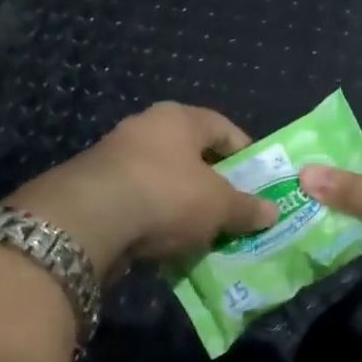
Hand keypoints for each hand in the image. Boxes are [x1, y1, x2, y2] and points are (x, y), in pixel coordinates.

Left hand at [8, 103, 277, 276]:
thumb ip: (246, 208)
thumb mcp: (218, 205)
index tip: (258, 182)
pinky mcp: (94, 188)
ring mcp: (114, 157)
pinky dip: (155, 220)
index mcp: (178, 118)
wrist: (89, 220)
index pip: (222, 127)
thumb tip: (272, 212)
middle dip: (213, 184)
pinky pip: (138, 202)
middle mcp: (144, 128)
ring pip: (162, 180)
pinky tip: (167, 244)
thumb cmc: (167, 195)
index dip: (245, 154)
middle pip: (190, 154)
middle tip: (232, 211)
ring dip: (182, 204)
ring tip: (203, 233)